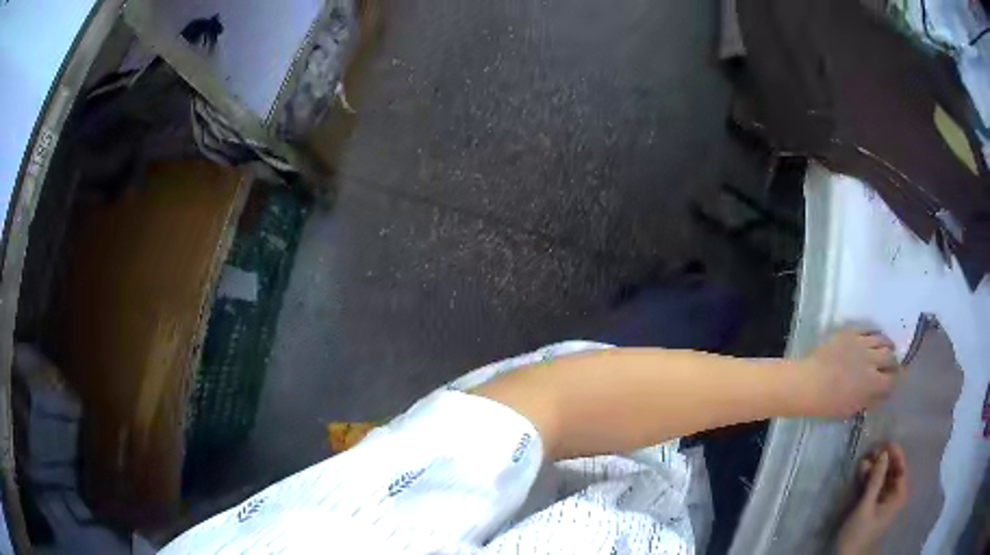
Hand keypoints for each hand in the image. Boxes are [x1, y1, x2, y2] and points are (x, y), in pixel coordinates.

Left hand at [797, 328, 899, 418]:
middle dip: (894, 361)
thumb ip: (870, 400)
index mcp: (873, 382)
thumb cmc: (829, 403)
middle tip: (893, 364)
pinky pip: (868, 329)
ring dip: (887, 345)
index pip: (891, 380)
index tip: (895, 382)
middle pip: (890, 356)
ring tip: (889, 347)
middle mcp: (871, 360)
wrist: (809, 382)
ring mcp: (862, 343)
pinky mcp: (851, 332)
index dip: (895, 381)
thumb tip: (882, 394)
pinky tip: (875, 336)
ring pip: (881, 340)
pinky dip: (874, 333)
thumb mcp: (852, 408)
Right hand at [837, 443, 908, 554]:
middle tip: (871, 451)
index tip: (885, 442)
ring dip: (874, 469)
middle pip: (892, 472)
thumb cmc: (860, 533)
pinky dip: (869, 478)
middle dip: (882, 461)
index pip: (901, 468)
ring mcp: (883, 501)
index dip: (895, 454)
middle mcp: (893, 495)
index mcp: (898, 495)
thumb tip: (884, 453)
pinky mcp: (873, 505)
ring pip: (882, 478)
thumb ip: (876, 480)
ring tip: (863, 461)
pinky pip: (874, 486)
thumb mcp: (866, 507)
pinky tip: (861, 471)